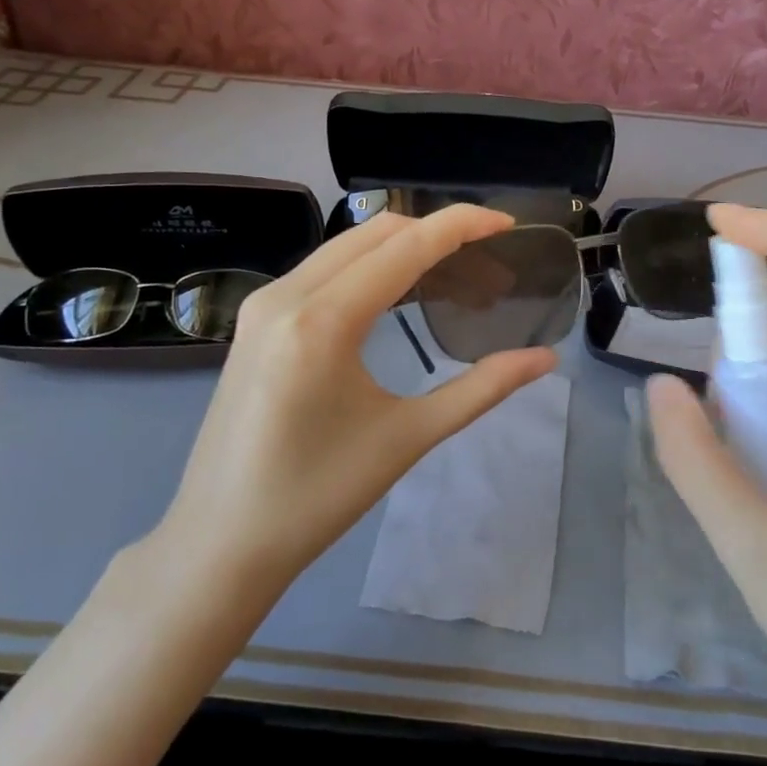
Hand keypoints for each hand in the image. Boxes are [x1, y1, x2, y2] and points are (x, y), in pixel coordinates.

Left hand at [154, 205, 557, 600]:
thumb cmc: (318, 496)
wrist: (221, 542)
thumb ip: (482, 389)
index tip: (507, 223)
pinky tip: (399, 295)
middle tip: (488, 261)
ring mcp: (263, 304)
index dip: (461, 226)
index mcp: (323, 320)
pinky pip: (322, 271)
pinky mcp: (255, 321)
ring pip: (346, 247)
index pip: (405, 246)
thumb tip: (544, 360)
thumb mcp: (408, 437)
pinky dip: (369, 268)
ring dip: (402, 248)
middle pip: (375, 232)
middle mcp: (286, 294)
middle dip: (436, 233)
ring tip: (454, 276)